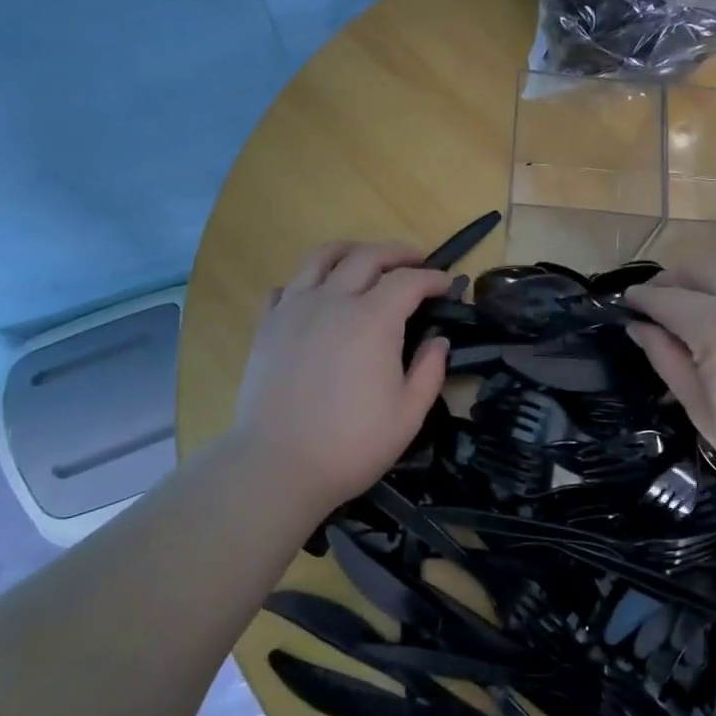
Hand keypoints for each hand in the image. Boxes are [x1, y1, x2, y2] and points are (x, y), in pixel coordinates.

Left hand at [233, 240, 450, 513]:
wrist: (278, 465)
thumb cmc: (351, 444)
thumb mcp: (409, 414)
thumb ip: (430, 370)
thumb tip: (438, 341)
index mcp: (372, 319)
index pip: (409, 280)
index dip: (433, 278)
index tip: (448, 285)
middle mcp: (333, 300)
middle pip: (368, 256)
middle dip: (398, 252)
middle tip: (417, 261)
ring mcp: (294, 308)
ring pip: (322, 257)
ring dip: (351, 250)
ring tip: (365, 259)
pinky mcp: (267, 325)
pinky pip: (287, 285)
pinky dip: (307, 280)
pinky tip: (317, 295)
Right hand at [626, 259, 715, 518]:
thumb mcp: (703, 411)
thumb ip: (667, 360)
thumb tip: (639, 327)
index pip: (667, 298)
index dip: (641, 299)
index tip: (626, 303)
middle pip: (699, 266)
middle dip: (671, 279)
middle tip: (658, 303)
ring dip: (705, 278)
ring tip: (694, 305)